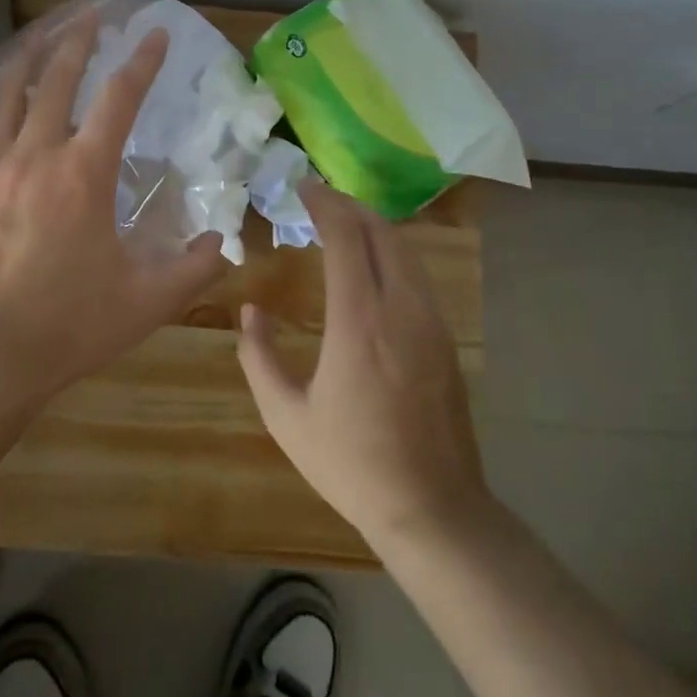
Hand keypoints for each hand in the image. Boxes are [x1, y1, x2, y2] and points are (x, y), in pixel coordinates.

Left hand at [0, 23, 227, 403]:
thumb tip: (223, 245)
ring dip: (25, 58)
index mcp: (85, 173)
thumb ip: (193, 268)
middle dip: (79, 39)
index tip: (156, 33)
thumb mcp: (148, 301)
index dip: (142, 61)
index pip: (120, 98)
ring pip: (6, 96)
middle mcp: (36, 155)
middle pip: (58, 80)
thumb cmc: (69, 325)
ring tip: (38, 32)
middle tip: (92, 11)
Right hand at [238, 180, 488, 546]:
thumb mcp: (286, 417)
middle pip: (382, 233)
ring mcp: (431, 323)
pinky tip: (374, 265)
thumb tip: (250, 312)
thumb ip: (259, 358)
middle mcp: (401, 309)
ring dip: (374, 226)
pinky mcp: (446, 339)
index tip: (303, 188)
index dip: (325, 205)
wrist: (432, 508)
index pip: (347, 238)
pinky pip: (418, 276)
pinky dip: (392, 253)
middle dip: (350, 205)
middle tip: (320, 198)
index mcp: (359, 322)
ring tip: (344, 223)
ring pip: (406, 251)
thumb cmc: (351, 463)